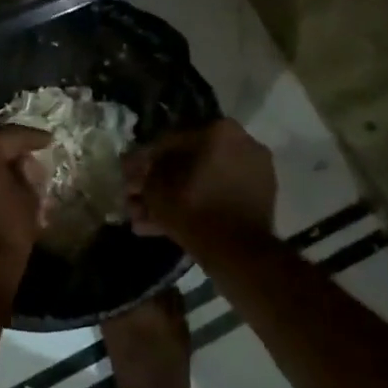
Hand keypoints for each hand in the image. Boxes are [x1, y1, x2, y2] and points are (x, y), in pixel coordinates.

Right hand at [123, 119, 277, 241]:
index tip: (128, 178)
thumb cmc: (194, 211)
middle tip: (135, 200)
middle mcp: (241, 144)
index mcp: (219, 132)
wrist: (241, 255)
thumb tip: (130, 164)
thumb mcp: (155, 189)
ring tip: (143, 219)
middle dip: (157, 184)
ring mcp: (254, 172)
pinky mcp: (258, 198)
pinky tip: (161, 226)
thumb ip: (141, 173)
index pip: (168, 142)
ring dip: (171, 199)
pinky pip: (218, 195)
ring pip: (201, 182)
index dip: (143, 162)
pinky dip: (194, 206)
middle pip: (186, 164)